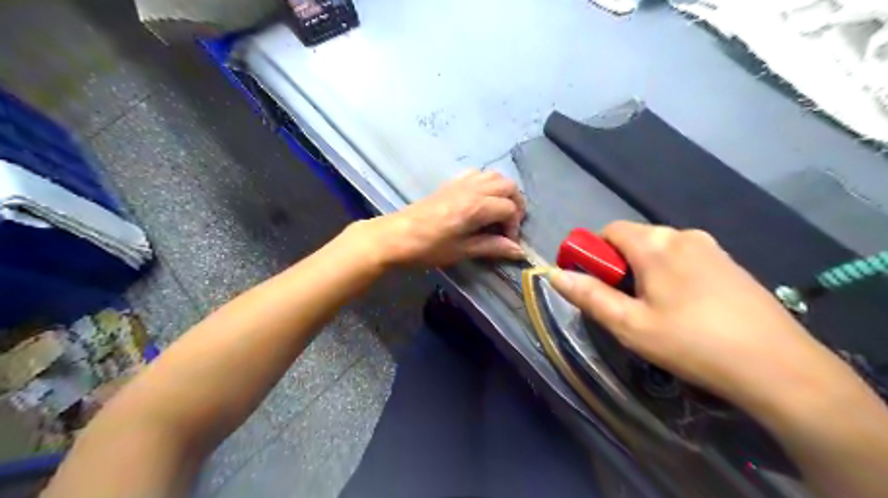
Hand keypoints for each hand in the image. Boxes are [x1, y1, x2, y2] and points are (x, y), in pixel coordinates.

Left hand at [354, 170, 522, 267]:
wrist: (396, 236)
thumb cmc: (428, 247)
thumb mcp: (462, 251)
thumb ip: (492, 247)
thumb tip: (518, 251)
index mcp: (476, 206)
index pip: (510, 209)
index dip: (514, 227)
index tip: (507, 243)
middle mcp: (472, 189)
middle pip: (508, 186)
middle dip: (516, 204)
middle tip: (508, 225)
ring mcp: (461, 183)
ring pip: (494, 175)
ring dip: (503, 192)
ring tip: (498, 212)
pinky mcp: (450, 183)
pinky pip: (477, 174)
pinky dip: (487, 183)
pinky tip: (481, 201)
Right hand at [550, 221, 833, 407]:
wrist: (779, 367)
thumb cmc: (692, 343)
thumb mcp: (629, 324)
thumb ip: (588, 296)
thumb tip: (554, 274)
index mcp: (654, 243)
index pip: (607, 231)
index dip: (591, 253)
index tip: (591, 284)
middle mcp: (682, 234)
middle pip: (633, 240)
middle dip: (618, 266)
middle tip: (622, 305)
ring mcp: (711, 247)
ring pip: (659, 251)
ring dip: (643, 272)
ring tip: (651, 310)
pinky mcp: (729, 263)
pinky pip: (684, 260)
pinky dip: (669, 275)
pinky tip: (683, 309)